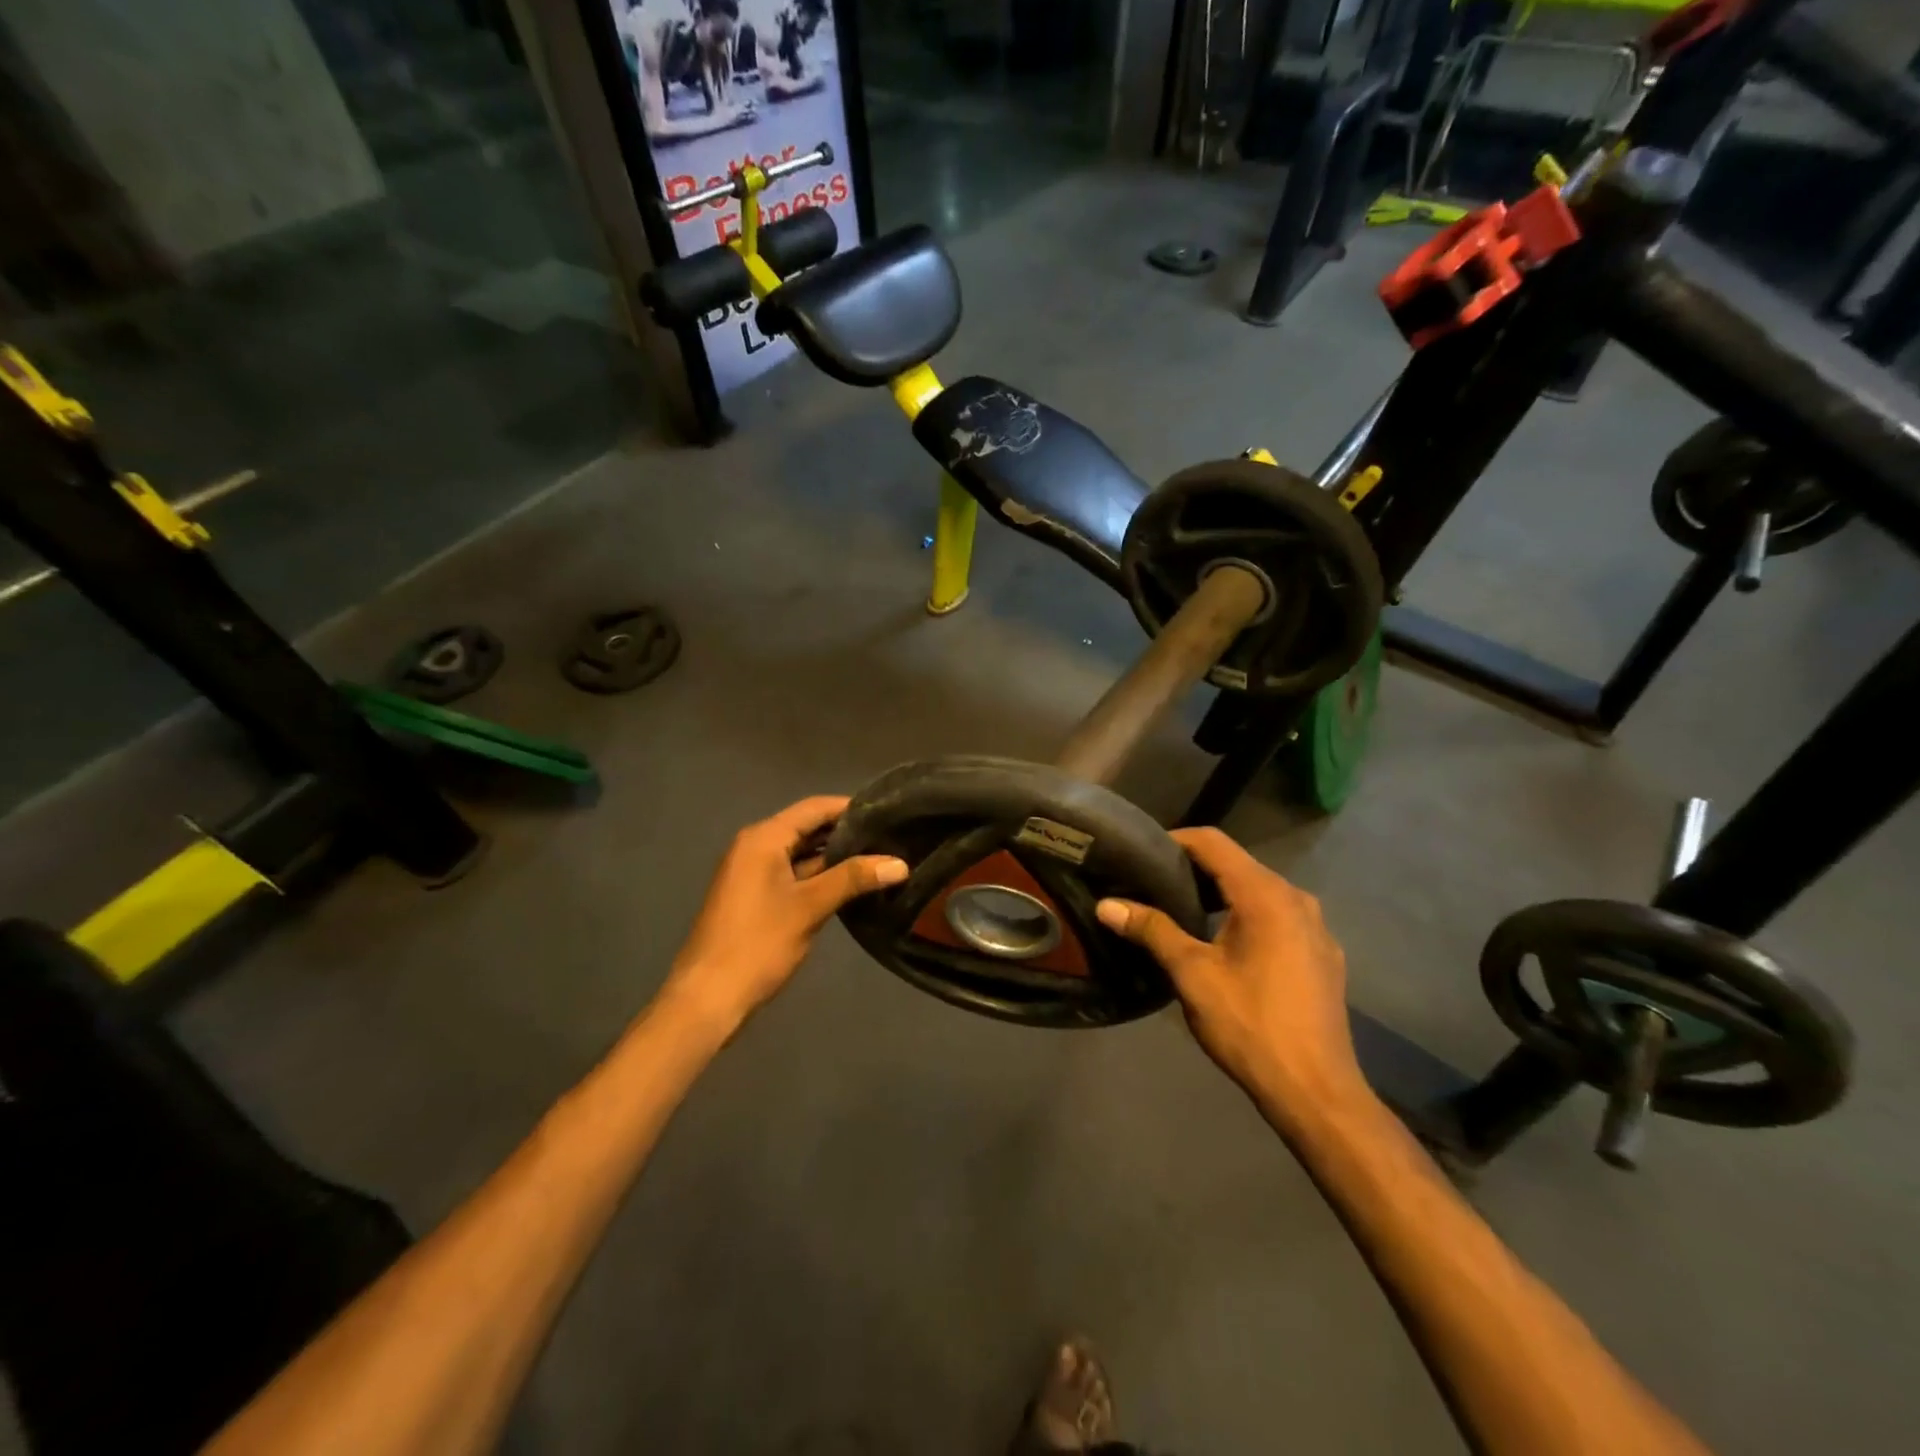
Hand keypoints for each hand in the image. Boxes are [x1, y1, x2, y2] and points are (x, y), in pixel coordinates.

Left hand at [661, 796, 906, 1032]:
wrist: (707, 998)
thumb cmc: (758, 943)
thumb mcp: (810, 907)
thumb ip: (854, 878)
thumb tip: (901, 863)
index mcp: (764, 838)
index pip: (815, 808)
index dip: (851, 808)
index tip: (889, 812)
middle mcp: (755, 846)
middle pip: (808, 828)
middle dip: (847, 833)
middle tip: (891, 837)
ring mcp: (753, 873)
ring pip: (802, 853)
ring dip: (836, 857)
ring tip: (880, 859)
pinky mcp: (756, 897)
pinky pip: (794, 874)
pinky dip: (820, 876)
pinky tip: (851, 886)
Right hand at [1095, 828, 1364, 1112]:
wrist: (1316, 1091)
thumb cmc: (1249, 1025)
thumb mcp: (1192, 974)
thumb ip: (1151, 930)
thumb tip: (1107, 904)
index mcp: (1265, 895)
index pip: (1213, 842)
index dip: (1174, 841)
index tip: (1141, 855)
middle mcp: (1296, 899)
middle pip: (1238, 864)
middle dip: (1195, 869)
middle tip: (1153, 885)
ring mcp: (1316, 927)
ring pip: (1260, 891)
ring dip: (1220, 895)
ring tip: (1182, 913)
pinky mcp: (1324, 954)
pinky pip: (1279, 917)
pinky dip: (1247, 916)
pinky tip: (1226, 945)